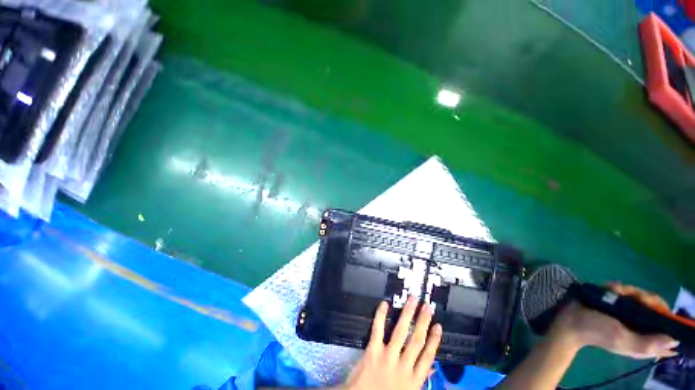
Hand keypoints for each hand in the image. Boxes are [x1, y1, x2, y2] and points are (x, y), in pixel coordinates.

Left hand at [341, 297, 441, 389]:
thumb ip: (419, 379)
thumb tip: (432, 367)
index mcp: (413, 380)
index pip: (428, 357)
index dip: (434, 340)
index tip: (438, 326)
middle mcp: (403, 367)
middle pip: (416, 340)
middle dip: (423, 321)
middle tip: (427, 306)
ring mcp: (388, 357)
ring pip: (401, 332)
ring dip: (408, 314)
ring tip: (412, 300)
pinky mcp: (373, 351)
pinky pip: (378, 330)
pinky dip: (381, 316)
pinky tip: (385, 304)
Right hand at [549, 283, 679, 358]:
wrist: (570, 319)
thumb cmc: (597, 332)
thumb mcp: (622, 340)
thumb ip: (648, 344)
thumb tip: (675, 341)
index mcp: (644, 339)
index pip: (667, 328)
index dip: (667, 318)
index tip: (656, 311)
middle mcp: (639, 325)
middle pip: (655, 307)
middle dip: (645, 299)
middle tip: (633, 297)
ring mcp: (627, 312)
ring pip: (641, 296)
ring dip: (630, 291)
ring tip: (615, 291)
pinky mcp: (616, 302)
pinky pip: (626, 291)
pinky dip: (619, 287)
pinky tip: (609, 288)